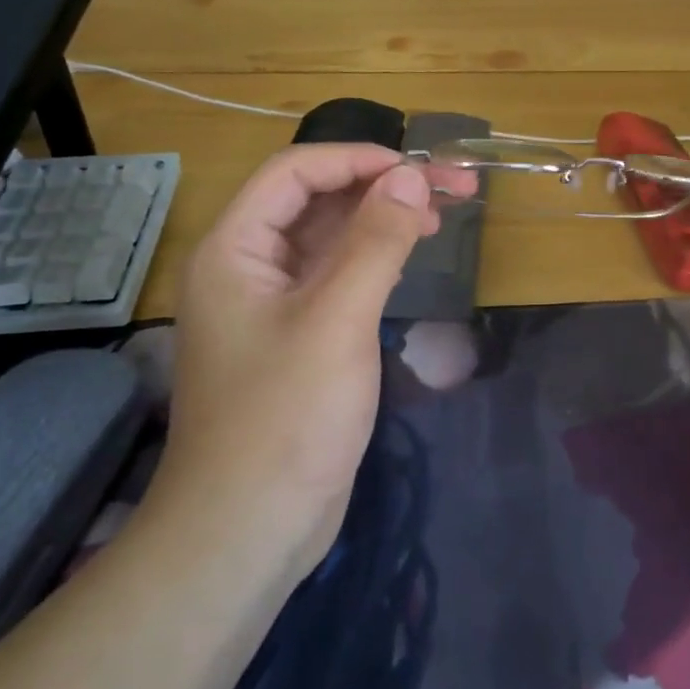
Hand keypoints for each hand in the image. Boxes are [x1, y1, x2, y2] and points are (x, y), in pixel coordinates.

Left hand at [151, 145, 471, 574]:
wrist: (248, 529)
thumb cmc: (286, 418)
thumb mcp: (337, 320)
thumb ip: (376, 241)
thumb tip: (412, 176)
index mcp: (235, 250)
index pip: (295, 173)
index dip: (358, 160)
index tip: (421, 170)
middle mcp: (248, 266)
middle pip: (316, 201)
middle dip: (382, 187)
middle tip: (454, 189)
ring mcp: (272, 304)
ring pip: (330, 239)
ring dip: (382, 220)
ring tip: (443, 217)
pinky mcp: (297, 336)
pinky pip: (336, 276)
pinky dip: (374, 258)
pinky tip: (410, 257)